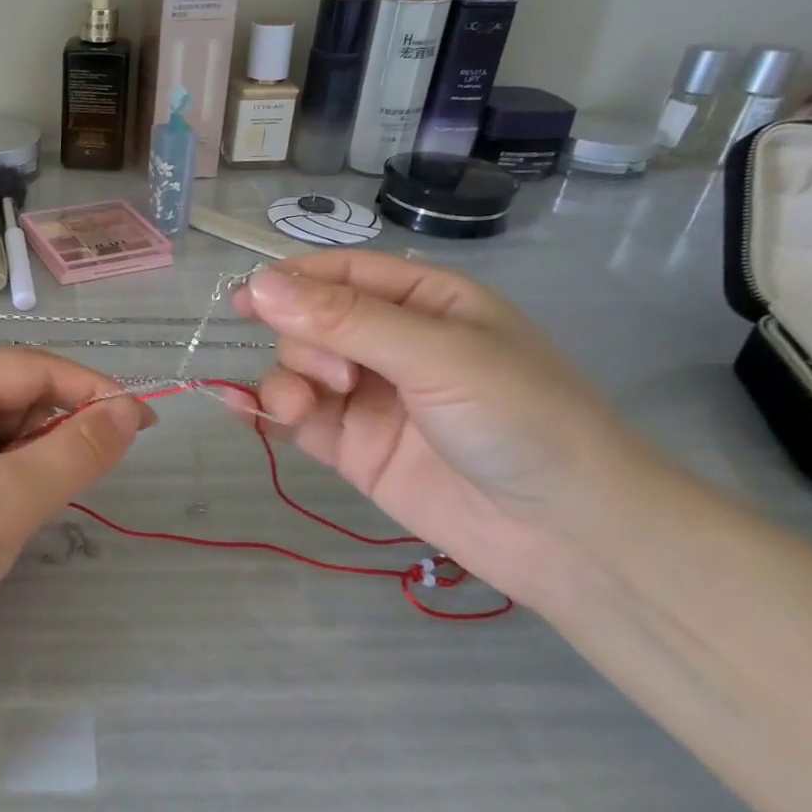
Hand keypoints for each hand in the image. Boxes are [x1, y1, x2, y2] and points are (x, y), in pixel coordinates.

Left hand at [0, 351, 151, 656]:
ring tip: (39, 502)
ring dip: (40, 457)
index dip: (91, 388)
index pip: (32, 366)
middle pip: (19, 394)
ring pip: (9, 431)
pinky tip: (18, 511)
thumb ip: (78, 450)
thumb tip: (130, 411)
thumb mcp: (13, 497)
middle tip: (94, 470)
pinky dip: (18, 478)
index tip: (143, 421)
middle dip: (62, 426)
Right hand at [233, 252, 694, 605]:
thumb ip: (345, 321)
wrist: (570, 536)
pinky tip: (240, 409)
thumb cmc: (521, 420)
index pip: (341, 274)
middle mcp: (392, 343)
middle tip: (334, 378)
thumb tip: (258, 284)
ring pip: (298, 369)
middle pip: (311, 322)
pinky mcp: (354, 446)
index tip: (243, 298)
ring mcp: (369, 397)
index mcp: (424, 301)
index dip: (290, 281)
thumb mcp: (437, 356)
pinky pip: (296, 417)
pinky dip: (266, 411)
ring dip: (284, 382)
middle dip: (303, 343)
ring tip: (297, 410)